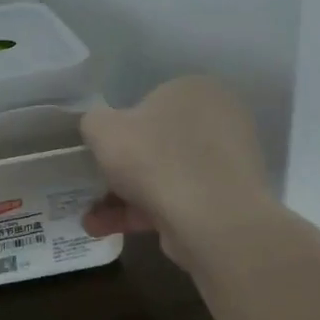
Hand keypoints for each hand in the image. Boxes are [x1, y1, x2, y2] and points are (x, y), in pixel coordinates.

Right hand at [80, 76, 277, 267]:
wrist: (210, 220)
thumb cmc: (153, 158)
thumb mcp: (101, 128)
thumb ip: (94, 121)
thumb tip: (101, 129)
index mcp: (195, 90)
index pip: (148, 102)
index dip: (119, 128)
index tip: (101, 152)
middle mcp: (219, 119)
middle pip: (155, 142)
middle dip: (121, 169)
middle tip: (95, 187)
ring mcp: (227, 162)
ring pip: (164, 175)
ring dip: (124, 197)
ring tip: (92, 221)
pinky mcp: (227, 199)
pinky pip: (177, 200)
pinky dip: (143, 213)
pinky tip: (107, 230)